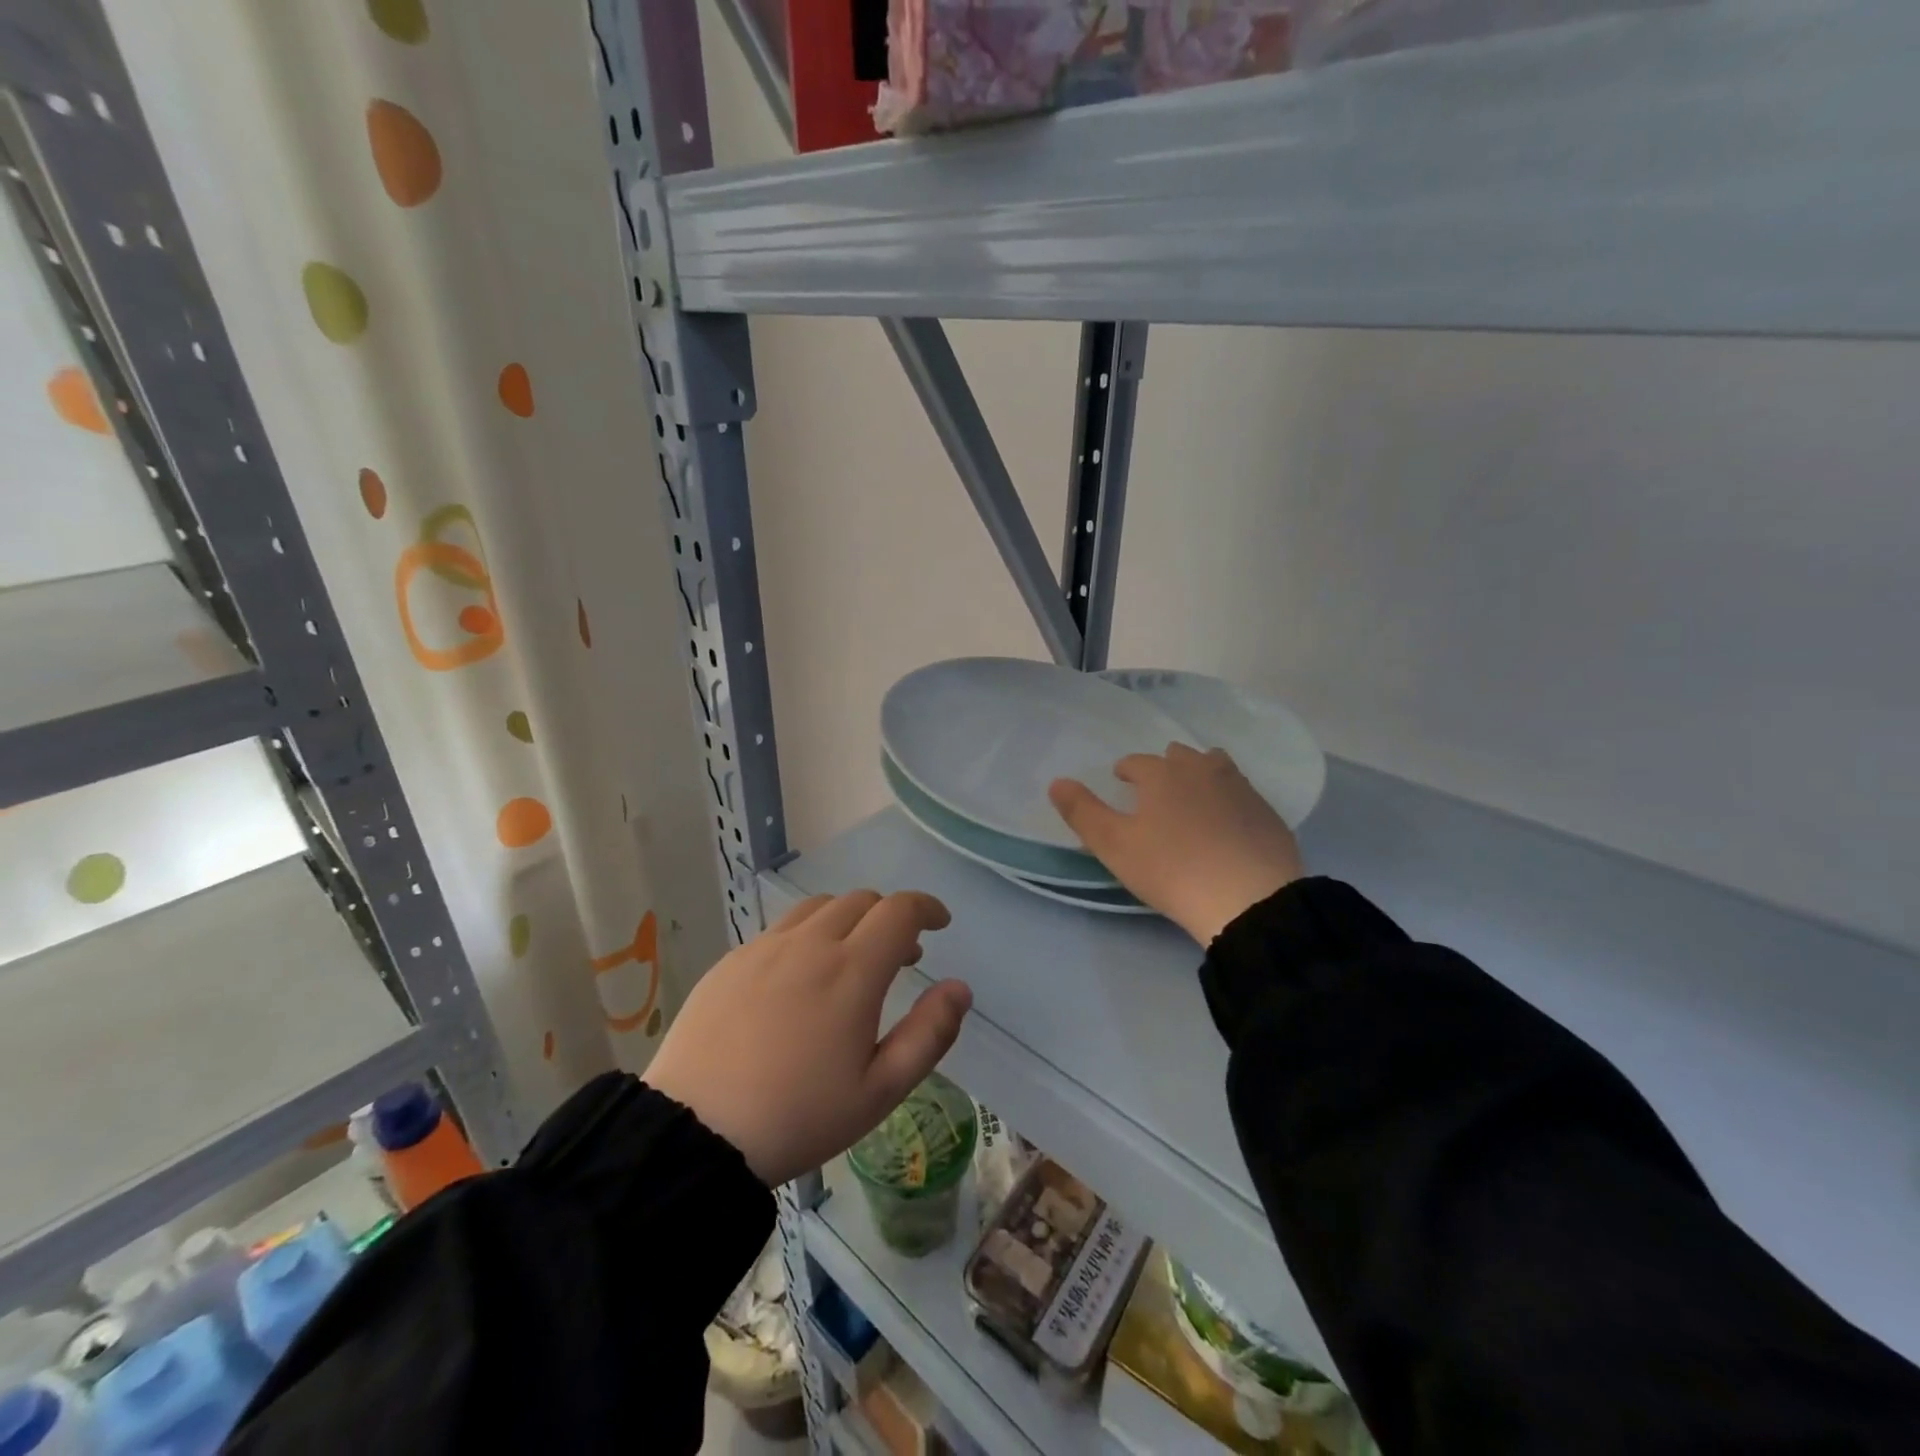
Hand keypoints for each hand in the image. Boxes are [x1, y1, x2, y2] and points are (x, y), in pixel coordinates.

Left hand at [643, 890, 971, 1185]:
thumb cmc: (799, 1117)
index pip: (899, 910)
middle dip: (890, 917)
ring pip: (819, 908)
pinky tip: (799, 978)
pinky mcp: (731, 961)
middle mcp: (810, 944)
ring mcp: (765, 948)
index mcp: (852, 970)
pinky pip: (781, 929)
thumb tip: (960, 988)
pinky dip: (808, 936)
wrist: (695, 1134)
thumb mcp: (880, 1091)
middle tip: (900, 955)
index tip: (940, 923)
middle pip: (861, 901)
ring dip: (848, 920)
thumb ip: (929, 1034)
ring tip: (851, 960)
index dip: (927, 907)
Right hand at [1050, 744, 1303, 945]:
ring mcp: (1240, 788)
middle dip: (1163, 767)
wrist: (1249, 899)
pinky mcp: (1267, 813)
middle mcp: (1202, 770)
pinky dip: (1228, 798)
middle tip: (1154, 791)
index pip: (1138, 761)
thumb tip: (1056, 782)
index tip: (1121, 780)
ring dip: (1199, 774)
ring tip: (1191, 798)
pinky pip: (1241, 793)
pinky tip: (1225, 823)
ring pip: (1215, 766)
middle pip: (1179, 756)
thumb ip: (1082, 811)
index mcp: (1163, 774)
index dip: (1126, 770)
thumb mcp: (1114, 845)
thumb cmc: (1171, 869)